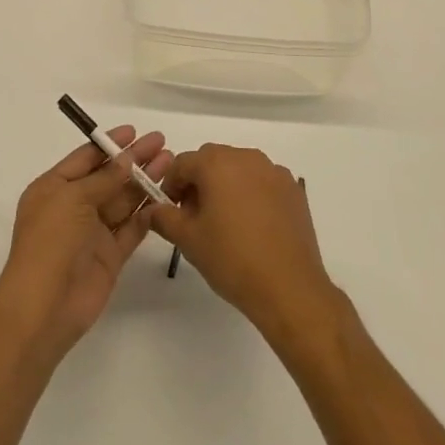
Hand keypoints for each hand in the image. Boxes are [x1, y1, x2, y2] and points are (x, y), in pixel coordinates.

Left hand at [0, 126, 170, 358]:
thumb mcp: (73, 198)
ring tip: (170, 162)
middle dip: (134, 160)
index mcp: (54, 188)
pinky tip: (166, 198)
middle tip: (161, 142)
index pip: (85, 159)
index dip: (109, 144)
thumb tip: (127, 159)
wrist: (44, 306)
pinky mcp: (110, 256)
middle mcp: (73, 207)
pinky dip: (148, 214)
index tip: (135, 131)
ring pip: (124, 200)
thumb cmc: (50, 241)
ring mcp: (93, 233)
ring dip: (145, 182)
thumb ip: (104, 178)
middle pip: (109, 177)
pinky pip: (132, 229)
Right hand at [150, 145, 337, 346]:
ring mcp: (274, 171)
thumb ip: (164, 218)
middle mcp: (246, 157)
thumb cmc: (232, 259)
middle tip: (194, 217)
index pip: (183, 163)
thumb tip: (151, 209)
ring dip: (226, 186)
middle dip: (198, 182)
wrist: (288, 287)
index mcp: (217, 163)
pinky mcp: (293, 189)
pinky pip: (263, 182)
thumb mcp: (188, 240)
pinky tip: (253, 225)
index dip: (171, 185)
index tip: (170, 211)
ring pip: (239, 169)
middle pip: (212, 160)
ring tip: (224, 222)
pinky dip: (252, 194)